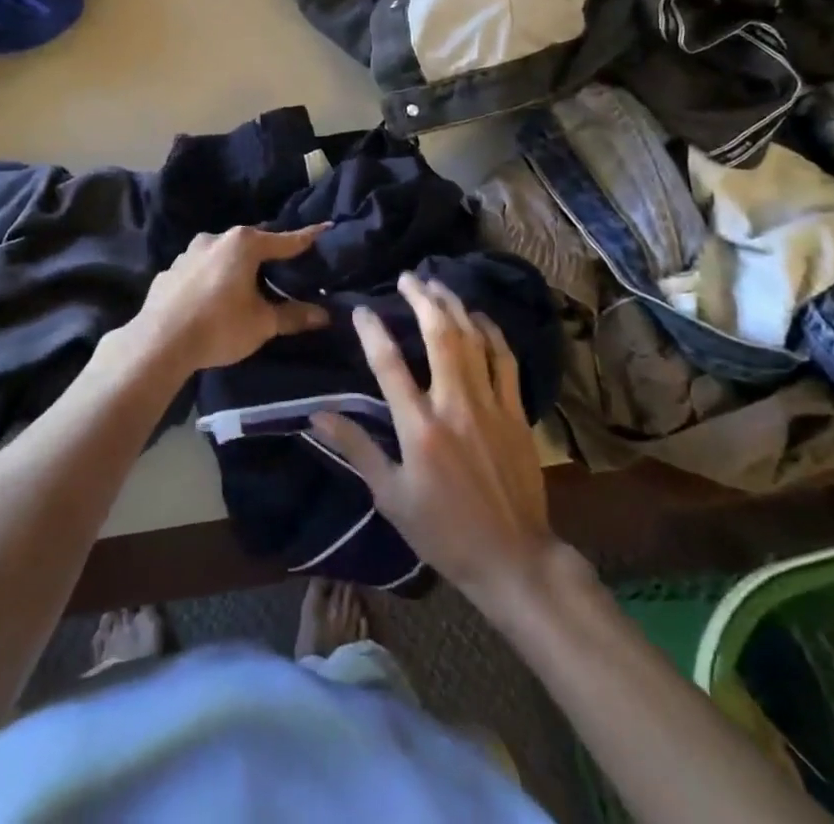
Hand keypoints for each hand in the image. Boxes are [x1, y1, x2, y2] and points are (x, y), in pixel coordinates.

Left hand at [120, 225, 330, 375]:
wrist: (158, 342)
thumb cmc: (219, 326)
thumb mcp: (262, 324)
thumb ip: (293, 315)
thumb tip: (324, 315)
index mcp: (243, 244)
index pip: (286, 239)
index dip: (308, 238)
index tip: (326, 228)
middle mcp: (215, 238)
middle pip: (252, 243)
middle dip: (269, 254)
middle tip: (286, 269)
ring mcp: (188, 253)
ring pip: (223, 254)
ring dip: (237, 266)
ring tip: (249, 285)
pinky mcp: (170, 271)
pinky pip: (201, 269)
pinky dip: (213, 278)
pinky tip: (214, 297)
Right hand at [311, 271, 557, 604]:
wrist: (513, 558)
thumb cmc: (443, 531)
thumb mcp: (390, 497)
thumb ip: (356, 449)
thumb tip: (318, 415)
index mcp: (419, 427)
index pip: (389, 365)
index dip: (371, 331)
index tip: (359, 308)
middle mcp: (455, 404)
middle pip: (439, 335)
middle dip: (421, 299)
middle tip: (407, 276)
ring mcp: (490, 404)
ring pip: (473, 339)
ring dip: (454, 306)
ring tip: (437, 284)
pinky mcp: (515, 411)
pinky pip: (505, 358)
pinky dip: (491, 332)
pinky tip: (479, 317)